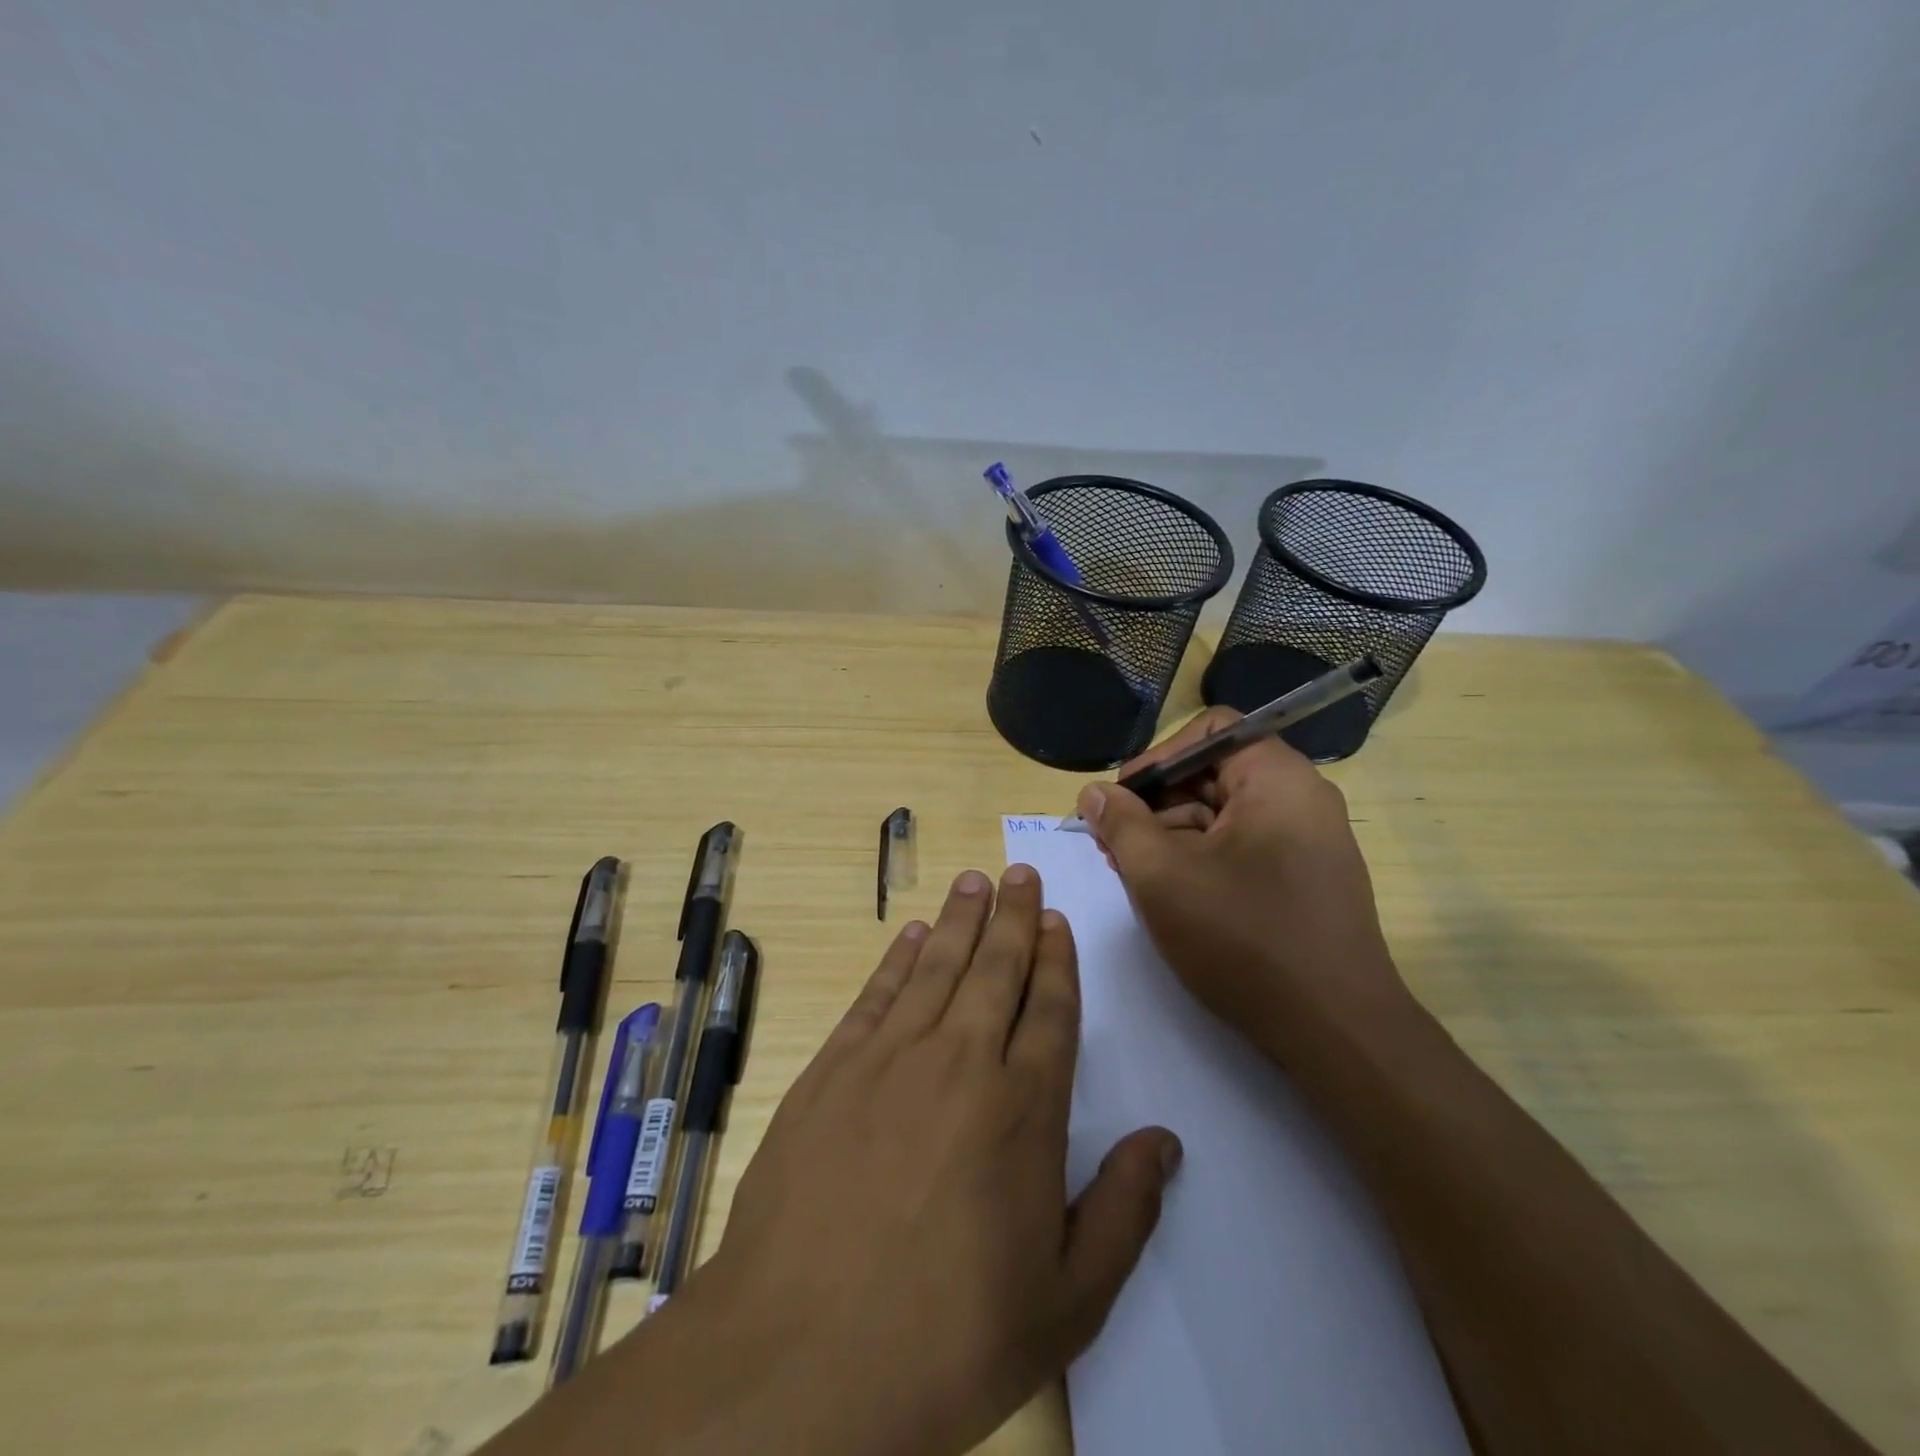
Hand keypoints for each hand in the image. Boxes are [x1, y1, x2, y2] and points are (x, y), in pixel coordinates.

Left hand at [632, 867, 1181, 1455]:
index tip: (1055, 919)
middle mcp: (961, 1062)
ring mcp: (891, 1058)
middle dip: (1013, 917)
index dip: (1056, 959)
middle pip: (996, 970)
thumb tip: (1163, 1141)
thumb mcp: (1067, 1301)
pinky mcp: (833, 1070)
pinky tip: (912, 934)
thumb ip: (1123, 1212)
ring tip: (975, 881)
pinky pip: (877, 996)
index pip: (1051, 1009)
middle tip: (1020, 873)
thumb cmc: (950, 1336)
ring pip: (937, 967)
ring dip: (960, 920)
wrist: (805, 1356)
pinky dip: (898, 959)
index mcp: (1024, 1109)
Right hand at [1076, 706, 1408, 1056]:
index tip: (1121, 799)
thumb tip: (1093, 792)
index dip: (1158, 757)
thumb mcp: (1163, 877)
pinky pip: (1244, 846)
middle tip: (1112, 841)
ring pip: (1225, 814)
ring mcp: (1309, 840)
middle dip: (1156, 802)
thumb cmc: (1244, 939)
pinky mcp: (1306, 878)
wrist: (1336, 1032)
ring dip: (1173, 833)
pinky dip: (1202, 857)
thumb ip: (1121, 825)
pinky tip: (1169, 891)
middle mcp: (1301, 798)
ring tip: (1131, 871)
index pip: (1211, 730)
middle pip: (1215, 773)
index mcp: (1277, 779)